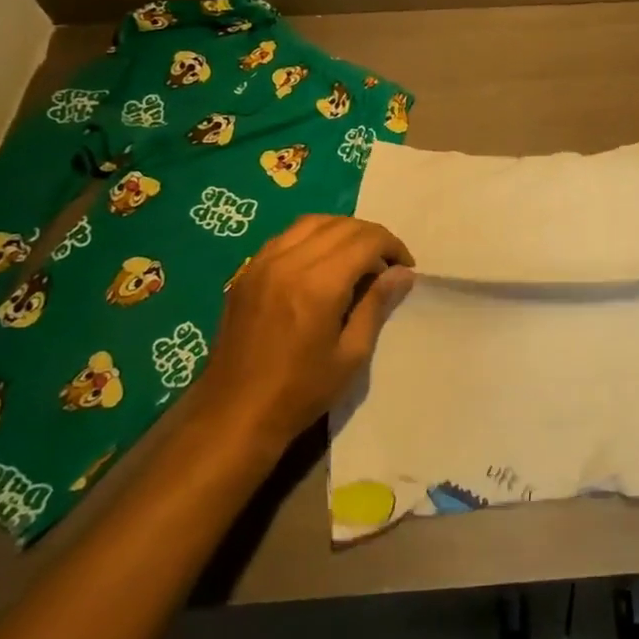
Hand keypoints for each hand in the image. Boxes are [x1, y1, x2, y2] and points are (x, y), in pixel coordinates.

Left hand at [191, 215, 416, 448]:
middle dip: (372, 237)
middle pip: (342, 225)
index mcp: (319, 284)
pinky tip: (320, 262)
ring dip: (342, 231)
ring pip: (313, 222)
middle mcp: (289, 262)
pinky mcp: (246, 272)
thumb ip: (377, 304)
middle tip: (385, 265)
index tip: (404, 268)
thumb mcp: (351, 354)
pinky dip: (312, 237)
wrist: (233, 415)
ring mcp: (262, 263)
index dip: (393, 247)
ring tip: (356, 258)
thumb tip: (403, 273)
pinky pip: (286, 236)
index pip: (367, 240)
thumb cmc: (300, 392)